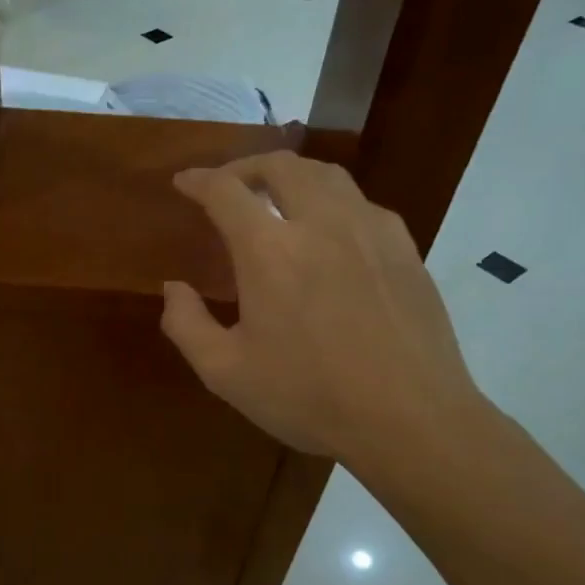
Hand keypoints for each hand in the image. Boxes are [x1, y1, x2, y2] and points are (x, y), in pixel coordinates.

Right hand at [162, 152, 491, 501]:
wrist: (411, 419)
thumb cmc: (309, 397)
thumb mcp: (226, 373)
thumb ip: (186, 324)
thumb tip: (173, 288)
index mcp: (270, 250)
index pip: (226, 191)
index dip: (199, 180)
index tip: (184, 182)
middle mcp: (320, 223)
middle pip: (281, 165)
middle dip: (246, 166)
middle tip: (228, 185)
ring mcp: (369, 230)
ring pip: (327, 174)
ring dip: (291, 174)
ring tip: (276, 195)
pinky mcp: (404, 247)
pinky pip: (361, 203)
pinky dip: (331, 200)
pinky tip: (329, 231)